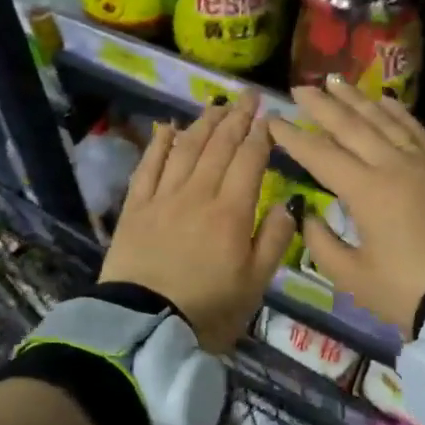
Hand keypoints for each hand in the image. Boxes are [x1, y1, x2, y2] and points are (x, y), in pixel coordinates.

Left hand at [102, 92, 298, 353]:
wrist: (145, 327)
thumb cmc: (209, 311)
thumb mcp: (256, 284)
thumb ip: (275, 240)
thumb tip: (288, 204)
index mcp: (232, 212)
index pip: (250, 160)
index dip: (260, 135)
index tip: (269, 115)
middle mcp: (198, 194)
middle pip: (219, 146)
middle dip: (236, 117)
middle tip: (248, 96)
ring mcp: (163, 197)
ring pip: (186, 149)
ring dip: (203, 123)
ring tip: (216, 105)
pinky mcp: (136, 207)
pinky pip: (148, 166)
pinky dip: (159, 144)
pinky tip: (167, 128)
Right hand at [269, 78, 424, 334]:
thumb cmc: (407, 290)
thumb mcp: (352, 277)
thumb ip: (321, 242)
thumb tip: (307, 214)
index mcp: (366, 190)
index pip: (320, 154)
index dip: (292, 137)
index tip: (271, 120)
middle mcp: (393, 165)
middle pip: (352, 126)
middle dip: (322, 105)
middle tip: (300, 87)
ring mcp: (424, 163)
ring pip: (386, 120)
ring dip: (358, 99)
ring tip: (337, 81)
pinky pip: (418, 131)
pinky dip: (399, 113)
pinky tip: (388, 102)